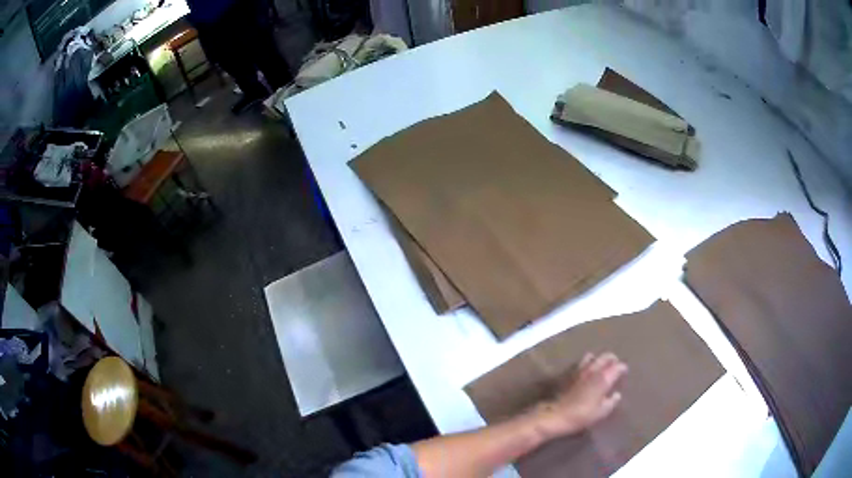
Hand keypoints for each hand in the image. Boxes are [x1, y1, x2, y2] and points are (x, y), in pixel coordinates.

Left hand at [529, 352, 627, 438]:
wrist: (556, 415)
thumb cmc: (582, 415)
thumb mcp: (602, 412)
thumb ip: (612, 401)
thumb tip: (616, 394)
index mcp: (604, 378)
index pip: (618, 366)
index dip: (622, 368)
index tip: (624, 372)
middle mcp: (593, 369)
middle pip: (606, 356)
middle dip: (612, 359)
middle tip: (615, 365)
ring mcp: (580, 370)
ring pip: (592, 356)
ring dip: (598, 359)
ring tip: (601, 367)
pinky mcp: (569, 373)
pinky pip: (581, 362)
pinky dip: (587, 363)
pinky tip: (587, 371)